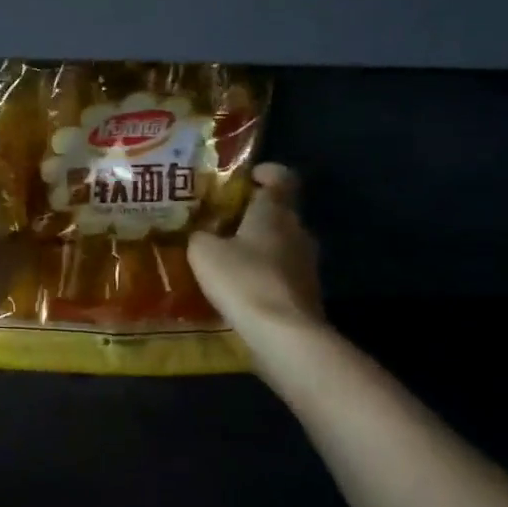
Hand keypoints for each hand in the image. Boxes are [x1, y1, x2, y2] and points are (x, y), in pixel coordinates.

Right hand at [188, 164, 321, 333]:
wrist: (284, 335)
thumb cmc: (243, 280)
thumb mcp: (204, 253)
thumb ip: (200, 236)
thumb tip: (201, 234)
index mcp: (275, 211)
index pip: (281, 177)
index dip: (266, 172)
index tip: (248, 177)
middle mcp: (297, 230)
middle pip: (280, 212)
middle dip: (255, 214)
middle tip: (223, 222)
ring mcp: (307, 263)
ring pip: (281, 244)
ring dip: (259, 247)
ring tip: (228, 258)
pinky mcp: (307, 292)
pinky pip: (283, 273)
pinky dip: (264, 275)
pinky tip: (241, 288)